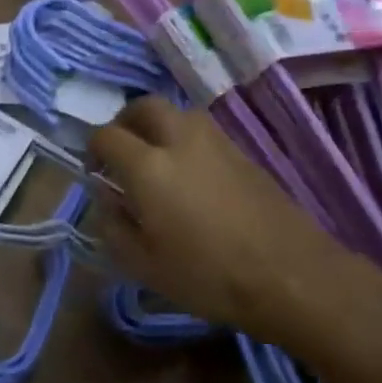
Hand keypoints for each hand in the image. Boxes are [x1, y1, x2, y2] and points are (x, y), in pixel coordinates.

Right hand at [88, 98, 345, 335]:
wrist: (289, 274)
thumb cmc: (207, 275)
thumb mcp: (143, 264)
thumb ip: (114, 225)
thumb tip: (107, 197)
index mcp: (147, 166)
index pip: (106, 136)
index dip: (92, 150)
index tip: (95, 173)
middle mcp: (179, 139)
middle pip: (143, 107)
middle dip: (125, 122)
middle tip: (121, 150)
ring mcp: (215, 141)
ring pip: (176, 112)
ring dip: (158, 125)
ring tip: (156, 158)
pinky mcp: (242, 151)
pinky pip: (202, 130)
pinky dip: (184, 139)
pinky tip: (190, 173)